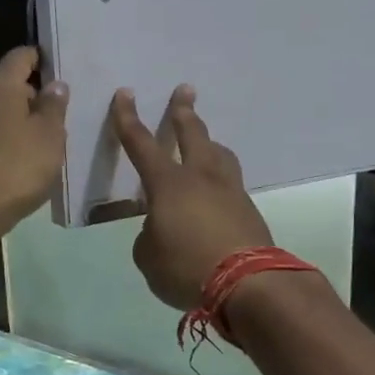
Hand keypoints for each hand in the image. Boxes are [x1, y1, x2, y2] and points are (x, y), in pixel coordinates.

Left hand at [0, 47, 69, 240]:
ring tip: (47, 138)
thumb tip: (54, 84)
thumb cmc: (17, 166)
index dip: (43, 59)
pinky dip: (7, 139)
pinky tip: (24, 158)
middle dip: (34, 95)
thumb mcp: (49, 135)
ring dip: (21, 120)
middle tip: (62, 112)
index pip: (22, 56)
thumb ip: (54, 106)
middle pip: (10, 84)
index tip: (63, 70)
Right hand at [111, 86, 274, 309]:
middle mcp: (201, 177)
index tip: (125, 94)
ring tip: (207, 142)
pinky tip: (216, 193)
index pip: (141, 143)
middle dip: (184, 111)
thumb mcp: (148, 257)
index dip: (128, 118)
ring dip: (209, 143)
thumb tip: (159, 229)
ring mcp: (230, 191)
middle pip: (193, 134)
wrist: (249, 284)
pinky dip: (220, 179)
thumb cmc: (187, 267)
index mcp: (168, 184)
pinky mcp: (249, 210)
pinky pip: (230, 183)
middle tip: (185, 91)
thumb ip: (148, 236)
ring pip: (220, 154)